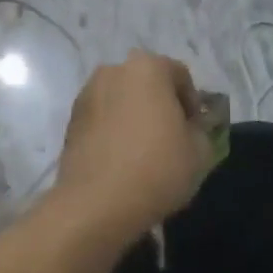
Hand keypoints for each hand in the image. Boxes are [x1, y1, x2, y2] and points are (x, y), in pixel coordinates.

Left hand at [56, 52, 208, 237]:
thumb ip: (202, 131)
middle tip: (172, 139)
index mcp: (148, 67)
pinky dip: (113, 131)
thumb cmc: (157, 168)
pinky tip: (122, 160)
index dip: (193, 104)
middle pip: (147, 83)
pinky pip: (102, 119)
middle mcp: (114, 71)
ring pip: (122, 100)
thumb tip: (191, 129)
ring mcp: (87, 94)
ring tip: (144, 152)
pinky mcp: (70, 121)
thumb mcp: (200, 152)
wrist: (96, 204)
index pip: (180, 75)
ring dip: (135, 117)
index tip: (195, 131)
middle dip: (161, 106)